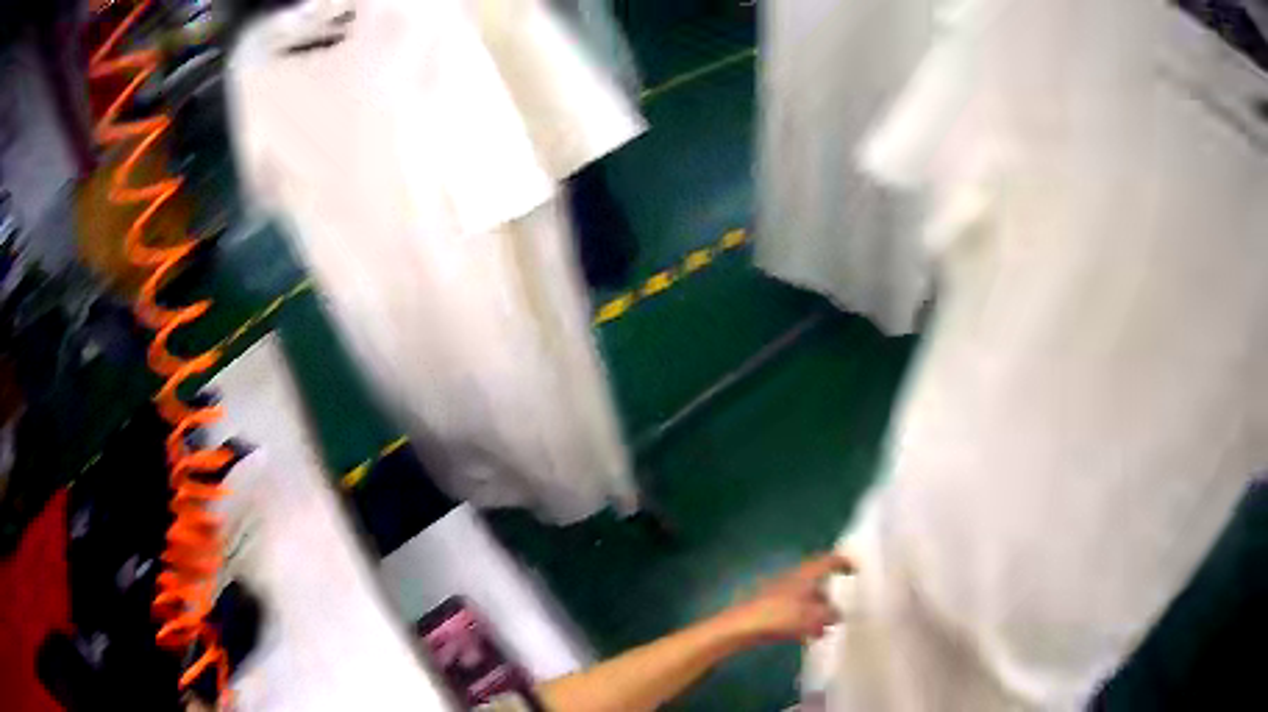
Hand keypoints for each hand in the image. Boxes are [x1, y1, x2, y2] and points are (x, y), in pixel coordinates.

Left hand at [716, 554, 852, 644]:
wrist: (740, 627)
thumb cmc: (779, 616)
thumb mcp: (812, 616)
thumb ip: (829, 614)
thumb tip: (837, 614)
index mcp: (804, 574)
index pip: (827, 561)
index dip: (842, 563)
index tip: (854, 569)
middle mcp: (793, 579)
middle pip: (816, 582)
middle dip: (828, 596)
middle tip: (838, 610)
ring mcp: (779, 593)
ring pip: (804, 599)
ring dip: (816, 612)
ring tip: (824, 629)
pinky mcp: (769, 609)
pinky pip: (793, 611)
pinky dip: (803, 620)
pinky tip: (807, 635)